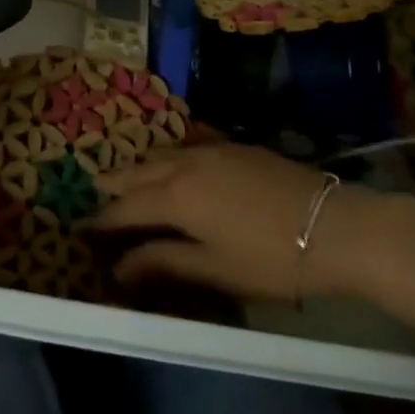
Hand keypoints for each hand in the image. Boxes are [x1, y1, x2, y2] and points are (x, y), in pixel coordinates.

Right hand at [91, 143, 378, 301]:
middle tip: (94, 193)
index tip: (82, 227)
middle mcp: (184, 165)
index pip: (126, 207)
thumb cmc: (271, 258)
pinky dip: (169, 154)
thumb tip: (119, 266)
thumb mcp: (215, 269)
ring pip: (161, 154)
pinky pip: (187, 144)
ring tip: (126, 176)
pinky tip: (171, 158)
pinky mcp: (234, 146)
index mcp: (175, 198)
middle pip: (138, 173)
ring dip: (139, 166)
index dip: (103, 219)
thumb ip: (164, 261)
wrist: (333, 226)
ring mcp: (211, 150)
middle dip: (114, 184)